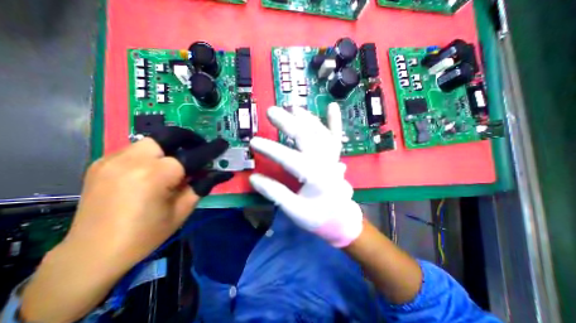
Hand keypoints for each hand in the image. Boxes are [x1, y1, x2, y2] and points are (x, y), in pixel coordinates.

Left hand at [22, 127, 233, 322]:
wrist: (90, 258)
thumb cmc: (148, 235)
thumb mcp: (185, 210)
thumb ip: (201, 186)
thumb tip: (216, 172)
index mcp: (160, 174)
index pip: (195, 154)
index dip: (212, 148)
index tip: (222, 143)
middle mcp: (136, 160)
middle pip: (167, 136)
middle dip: (186, 139)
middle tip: (196, 148)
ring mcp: (113, 160)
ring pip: (149, 139)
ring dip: (168, 146)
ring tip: (177, 159)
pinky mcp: (101, 164)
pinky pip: (134, 149)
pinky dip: (150, 153)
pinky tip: (154, 168)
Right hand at [250, 104, 360, 247]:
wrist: (340, 219)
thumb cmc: (317, 217)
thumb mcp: (294, 210)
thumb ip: (275, 193)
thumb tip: (254, 178)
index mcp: (314, 177)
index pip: (289, 158)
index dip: (270, 149)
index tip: (253, 142)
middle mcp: (325, 163)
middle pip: (305, 137)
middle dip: (288, 123)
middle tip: (271, 112)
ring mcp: (332, 157)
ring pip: (320, 132)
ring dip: (306, 118)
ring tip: (292, 108)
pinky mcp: (335, 157)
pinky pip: (336, 137)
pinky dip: (335, 121)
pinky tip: (332, 106)